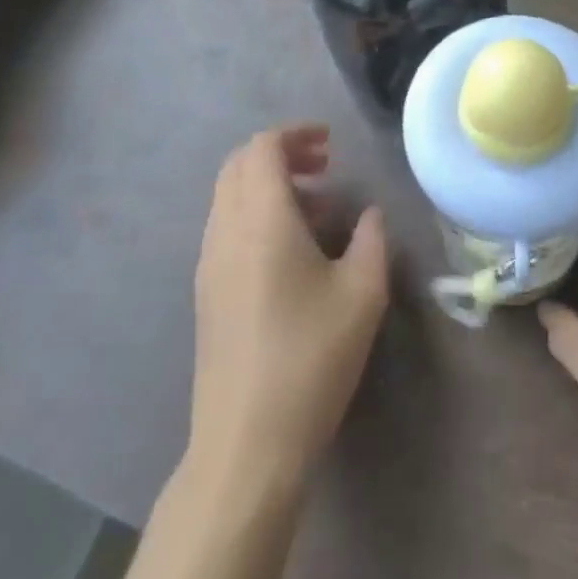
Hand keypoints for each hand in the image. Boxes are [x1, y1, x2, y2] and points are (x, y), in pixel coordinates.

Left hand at [190, 125, 388, 491]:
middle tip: (324, 168)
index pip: (262, 148)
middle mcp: (225, 231)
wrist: (246, 444)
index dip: (296, 134)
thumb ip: (371, 240)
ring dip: (267, 185)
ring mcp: (208, 263)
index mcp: (260, 219)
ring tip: (316, 210)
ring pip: (229, 197)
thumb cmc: (310, 359)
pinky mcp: (206, 294)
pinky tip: (291, 251)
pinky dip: (255, 214)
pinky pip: (226, 227)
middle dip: (281, 154)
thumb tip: (369, 215)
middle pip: (239, 165)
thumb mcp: (362, 294)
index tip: (331, 145)